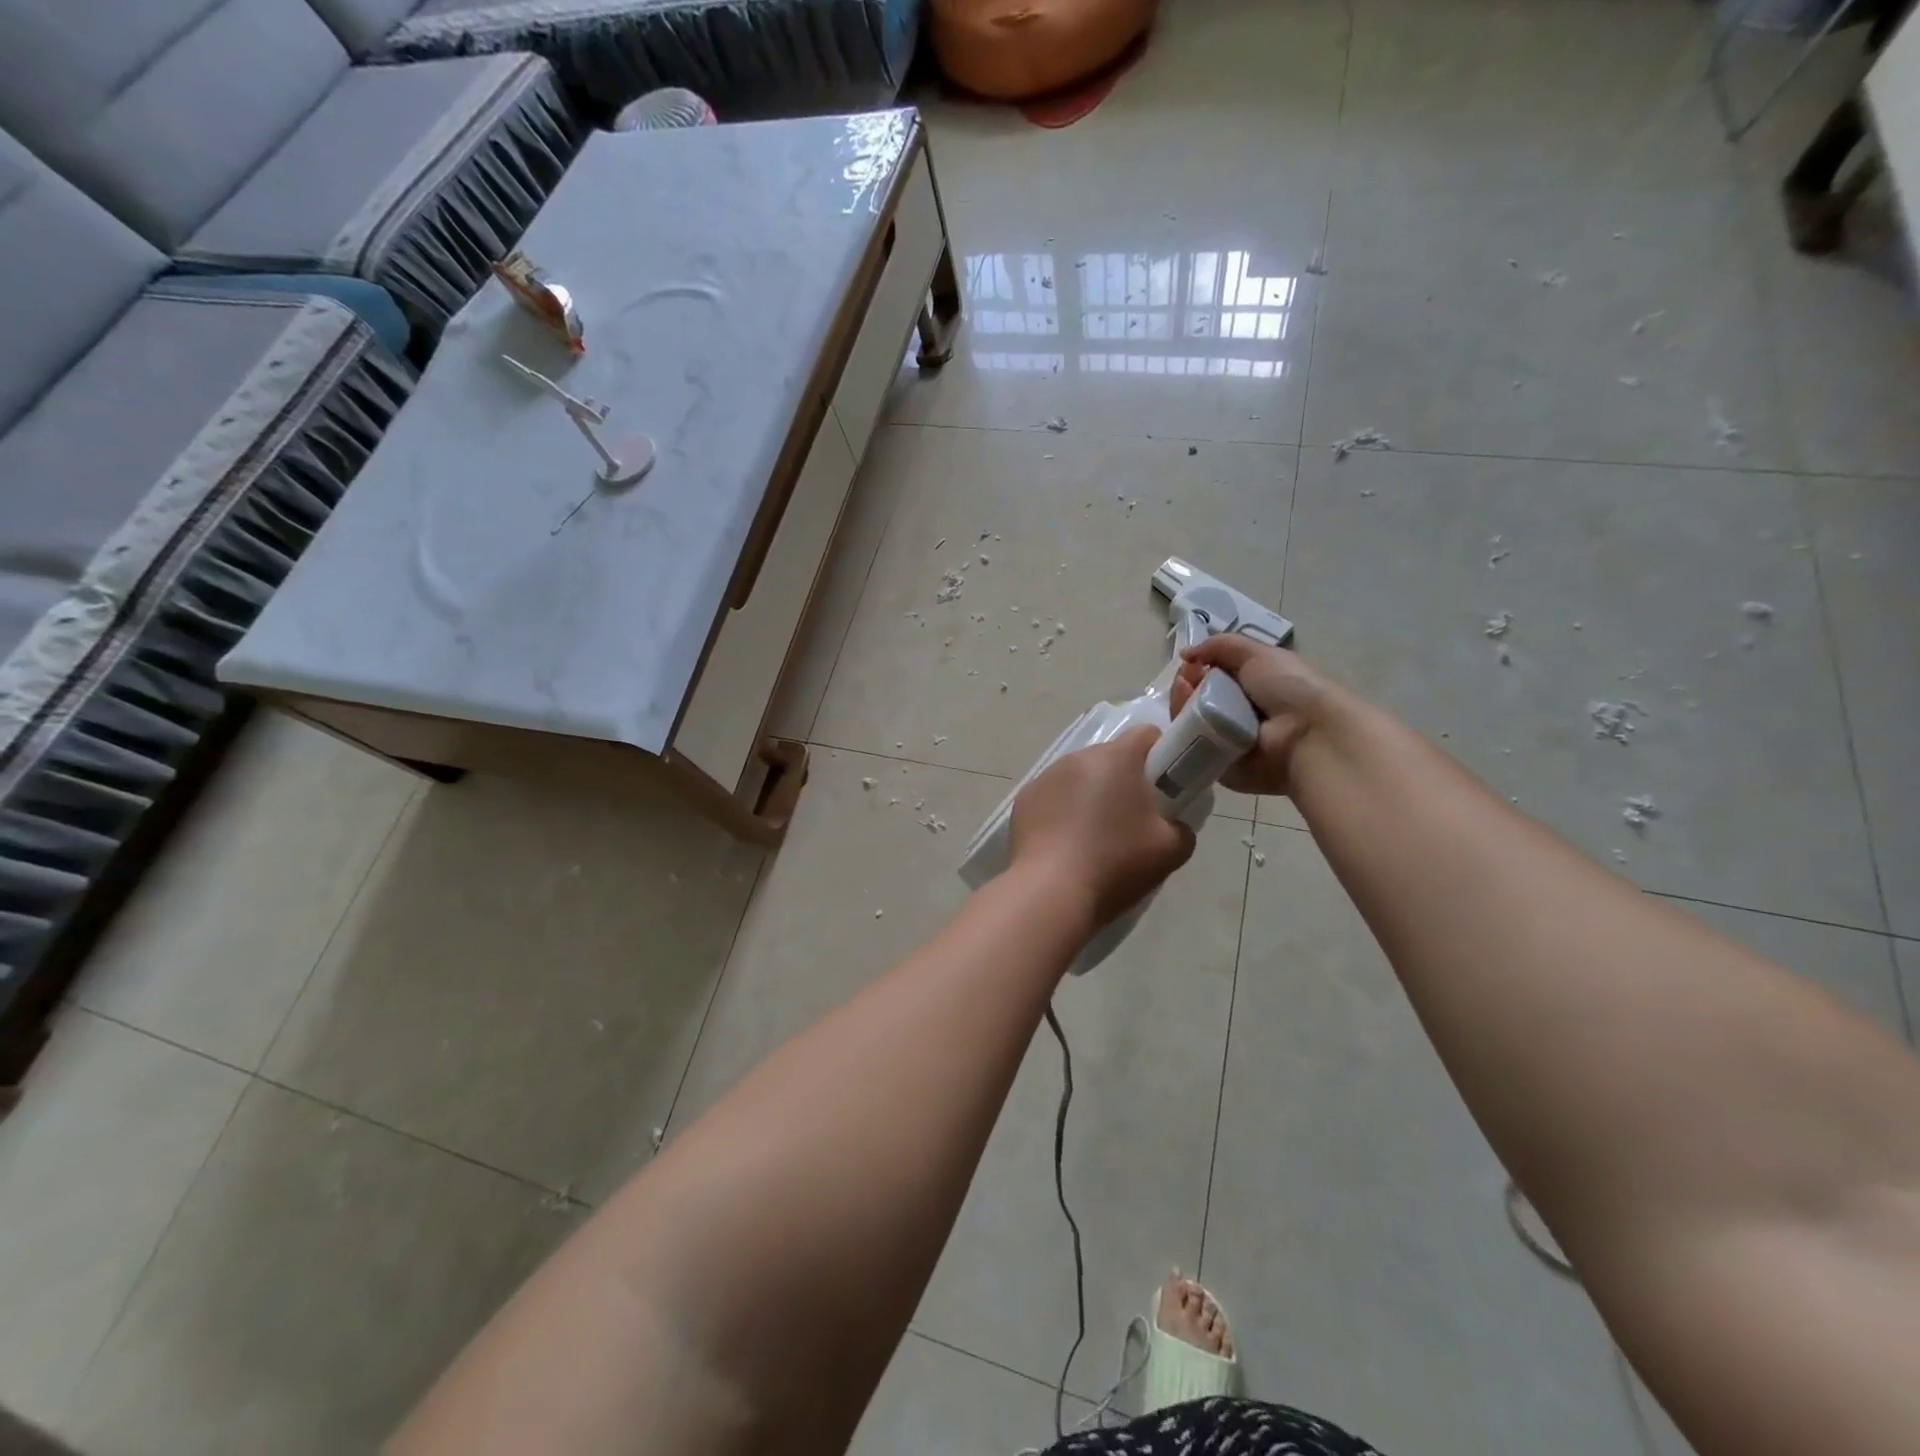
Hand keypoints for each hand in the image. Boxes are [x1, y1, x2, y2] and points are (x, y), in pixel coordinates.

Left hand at [1009, 726, 1196, 931]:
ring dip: (1091, 795)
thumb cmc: (1116, 863)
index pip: (1146, 735)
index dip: (1161, 756)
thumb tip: (1172, 822)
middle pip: (1111, 756)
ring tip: (1095, 837)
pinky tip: (1066, 845)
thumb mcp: (1172, 849)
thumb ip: (1181, 825)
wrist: (1051, 892)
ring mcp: (1045, 777)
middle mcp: (1078, 757)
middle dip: (1125, 780)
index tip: (1164, 789)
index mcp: (1116, 758)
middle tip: (1133, 820)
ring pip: (1080, 776)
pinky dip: (1063, 811)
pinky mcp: (1024, 800)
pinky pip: (1053, 796)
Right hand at [1171, 637, 1335, 796]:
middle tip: (1185, 678)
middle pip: (1195, 697)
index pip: (1212, 677)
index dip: (1198, 667)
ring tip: (1184, 689)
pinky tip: (1184, 711)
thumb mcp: (1258, 654)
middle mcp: (1237, 713)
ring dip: (1180, 700)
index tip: (1190, 662)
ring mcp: (1224, 739)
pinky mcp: (1215, 763)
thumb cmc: (1289, 687)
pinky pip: (1189, 743)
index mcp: (1251, 688)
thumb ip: (1221, 646)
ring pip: (1187, 719)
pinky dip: (1182, 726)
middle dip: (1186, 683)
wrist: (1308, 734)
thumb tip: (1186, 653)